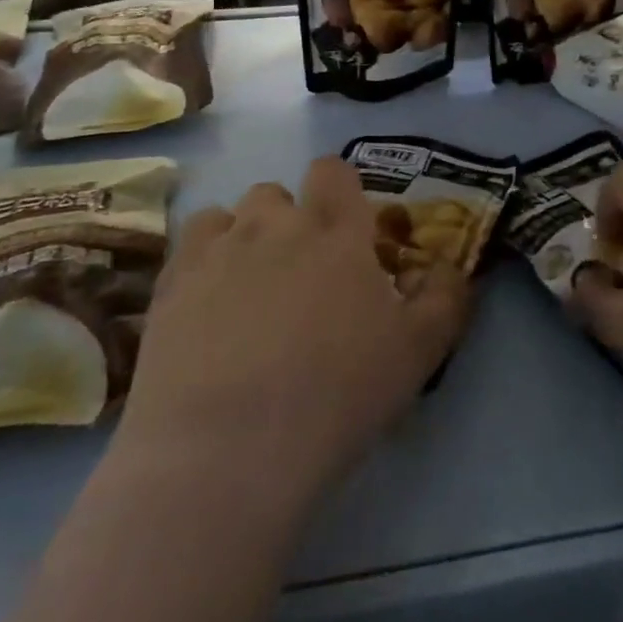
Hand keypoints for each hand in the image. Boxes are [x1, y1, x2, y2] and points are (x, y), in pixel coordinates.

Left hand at [120, 156, 468, 510]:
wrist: (227, 451)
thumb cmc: (336, 395)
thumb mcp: (418, 352)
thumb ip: (445, 297)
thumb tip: (451, 266)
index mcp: (336, 229)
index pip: (334, 170)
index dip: (340, 193)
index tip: (349, 237)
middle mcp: (274, 222)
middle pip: (279, 193)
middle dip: (292, 222)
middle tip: (302, 279)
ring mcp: (218, 248)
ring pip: (233, 215)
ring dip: (247, 239)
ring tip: (251, 293)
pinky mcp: (171, 281)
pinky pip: (193, 243)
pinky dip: (206, 259)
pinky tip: (210, 303)